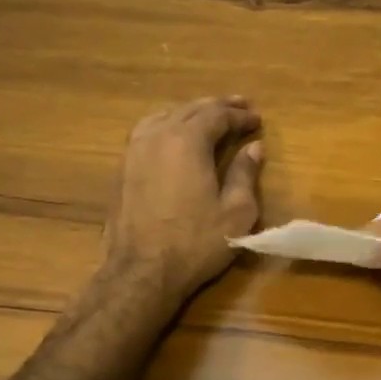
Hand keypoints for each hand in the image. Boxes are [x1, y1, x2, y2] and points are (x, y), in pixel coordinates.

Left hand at [99, 97, 263, 306]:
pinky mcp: (123, 168)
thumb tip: (254, 148)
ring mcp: (135, 150)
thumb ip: (245, 173)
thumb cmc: (195, 242)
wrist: (141, 272)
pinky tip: (174, 135)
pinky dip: (168, 124)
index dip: (240, 116)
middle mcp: (158, 136)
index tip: (258, 120)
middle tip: (240, 107)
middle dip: (218, 107)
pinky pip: (148, 131)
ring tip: (208, 116)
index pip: (218, 115)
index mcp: (188, 141)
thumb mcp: (236, 211)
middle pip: (190, 109)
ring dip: (190, 112)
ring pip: (165, 116)